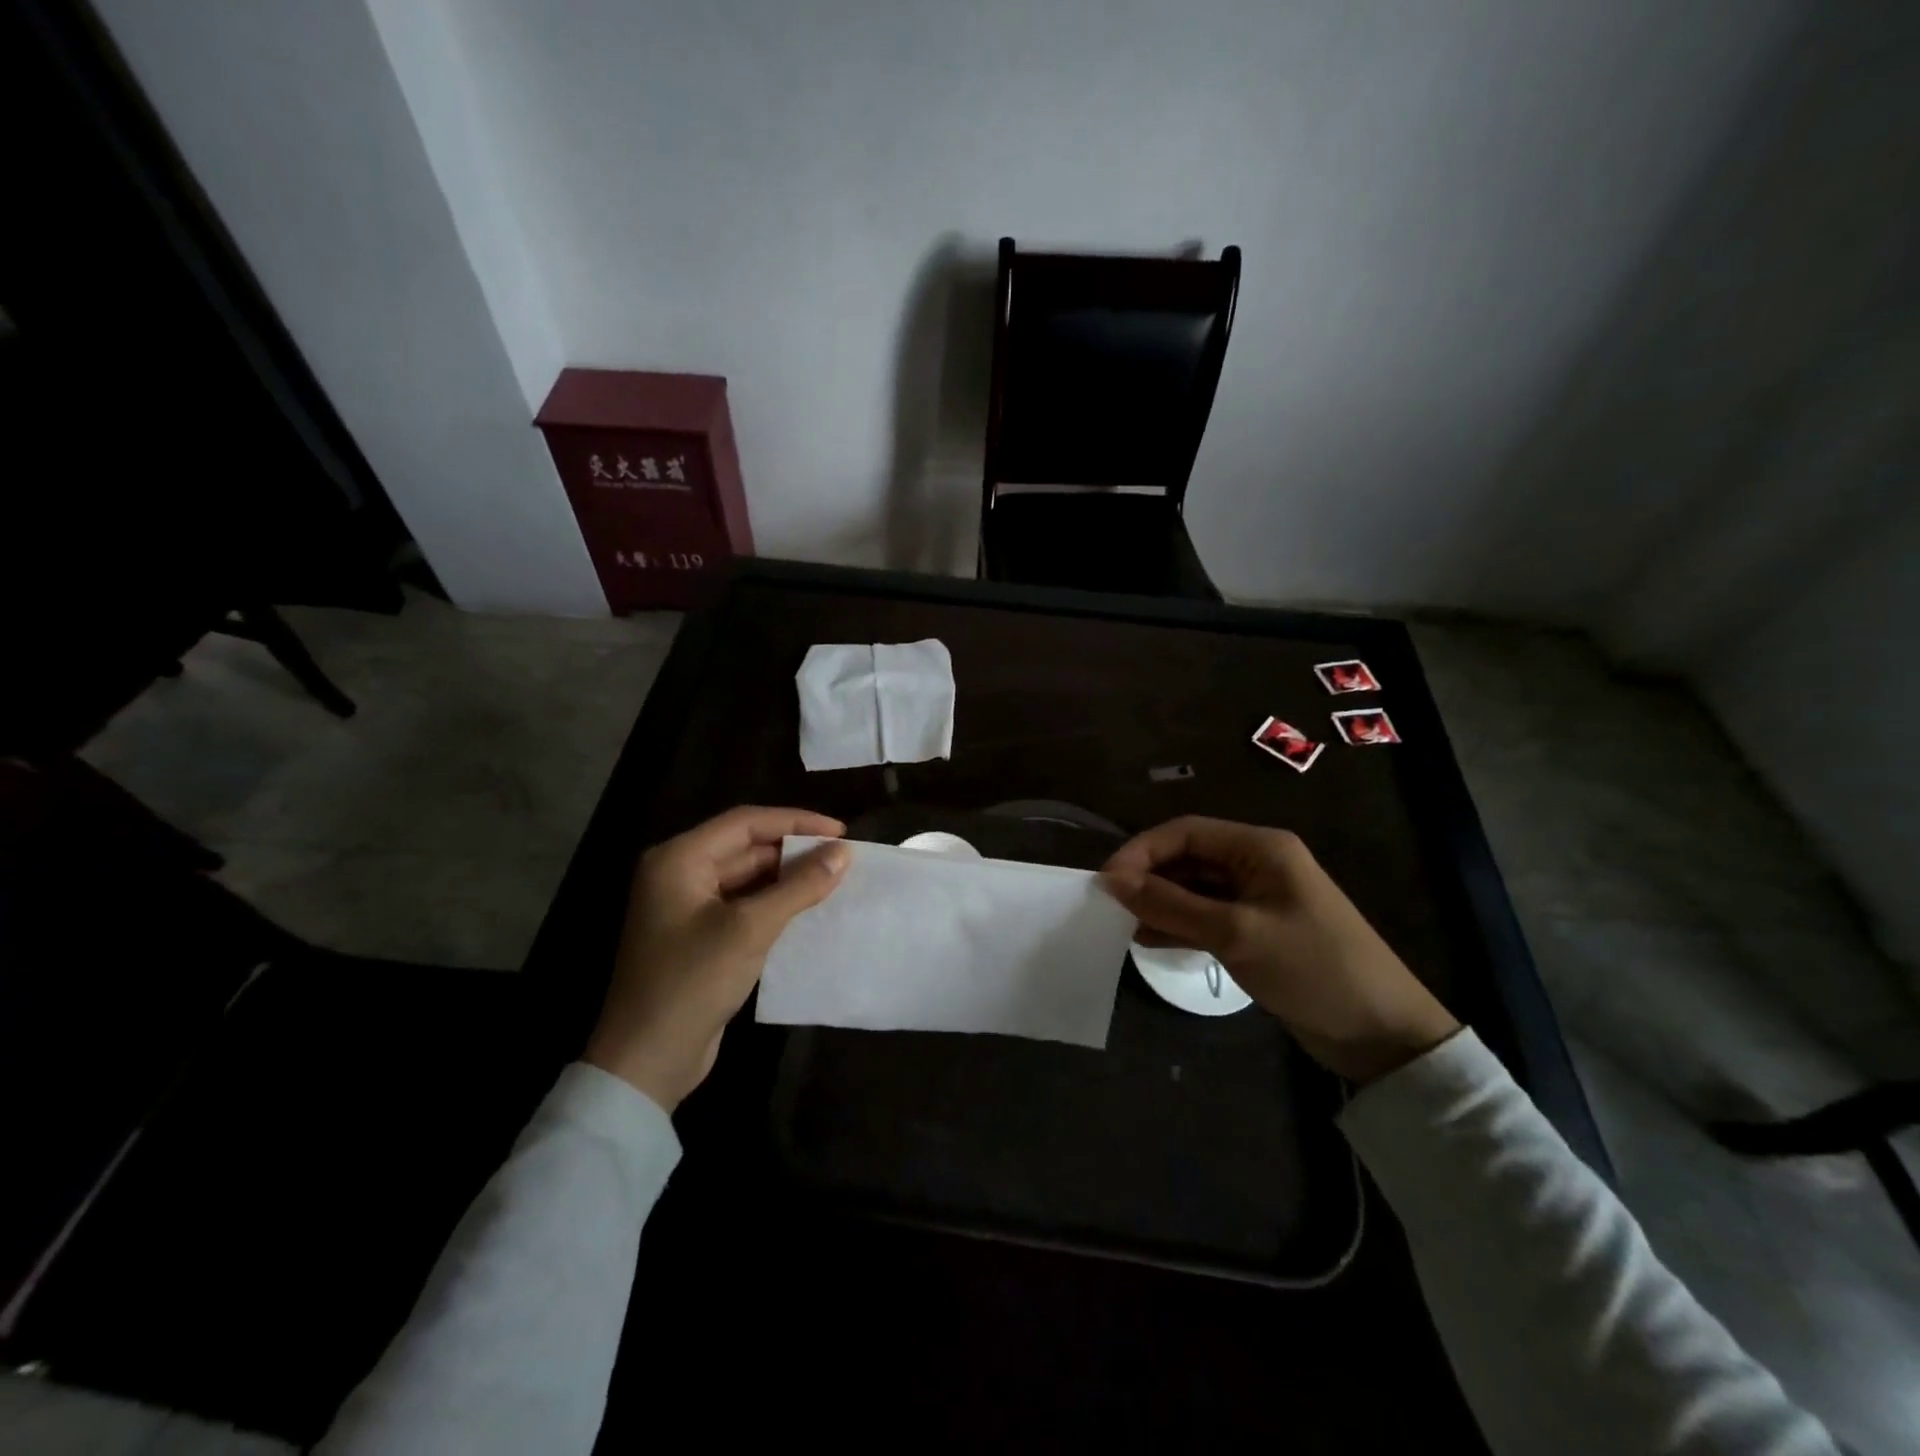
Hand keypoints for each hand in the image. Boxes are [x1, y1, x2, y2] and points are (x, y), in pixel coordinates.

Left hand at [585, 806, 849, 1110]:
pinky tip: (810, 909)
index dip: (796, 822)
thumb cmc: (692, 982)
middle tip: (843, 858)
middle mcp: (680, 874)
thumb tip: (843, 853)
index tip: (840, 832)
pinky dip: (776, 903)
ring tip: (835, 880)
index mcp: (679, 859)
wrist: (647, 1061)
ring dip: (789, 878)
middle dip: (794, 851)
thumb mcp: (750, 929)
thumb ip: (799, 887)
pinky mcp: (700, 936)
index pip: (746, 823)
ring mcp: (688, 907)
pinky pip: (745, 905)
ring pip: (748, 878)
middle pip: (746, 847)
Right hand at [1102, 817, 1458, 1083]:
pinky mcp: (1258, 929)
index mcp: (1260, 847)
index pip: (1185, 832)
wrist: (1382, 1034)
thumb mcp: (1236, 933)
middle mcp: (1257, 863)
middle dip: (1148, 878)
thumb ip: (1171, 904)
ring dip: (1160, 903)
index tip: (1106, 882)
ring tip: (1123, 926)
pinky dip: (1179, 924)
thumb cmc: (1311, 968)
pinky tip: (1151, 940)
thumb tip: (1111, 881)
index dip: (1141, 851)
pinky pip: (1207, 915)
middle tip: (1110, 907)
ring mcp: (1258, 898)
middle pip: (1188, 858)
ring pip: (1194, 888)